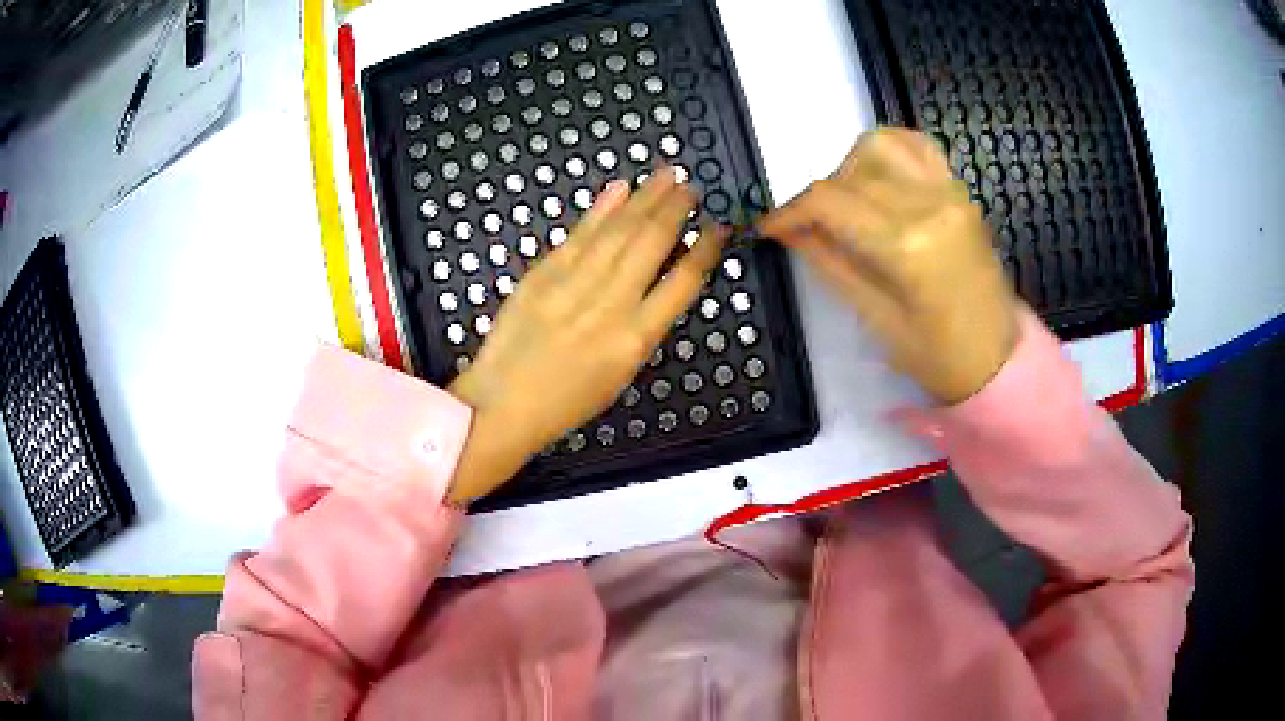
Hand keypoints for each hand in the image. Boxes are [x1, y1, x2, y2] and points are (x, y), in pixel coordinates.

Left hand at [446, 169, 724, 503]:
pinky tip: (620, 189)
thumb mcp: (620, 374)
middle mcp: (610, 305)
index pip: (683, 283)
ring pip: (618, 231)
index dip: (705, 250)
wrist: (502, 403)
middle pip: (651, 244)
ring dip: (645, 198)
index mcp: (636, 339)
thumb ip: (642, 326)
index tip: (718, 229)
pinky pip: (578, 235)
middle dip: (675, 209)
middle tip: (690, 187)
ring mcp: (573, 285)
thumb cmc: (566, 401)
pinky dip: (600, 209)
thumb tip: (661, 281)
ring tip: (666, 175)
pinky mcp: (542, 275)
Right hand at [759, 127, 1017, 403]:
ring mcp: (949, 192)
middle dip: (818, 198)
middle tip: (811, 229)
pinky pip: (917, 146)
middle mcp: (929, 204)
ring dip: (850, 167)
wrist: (997, 359)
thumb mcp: (875, 317)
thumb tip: (788, 230)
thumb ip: (829, 262)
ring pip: (880, 145)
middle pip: (850, 173)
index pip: (829, 202)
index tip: (768, 227)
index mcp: (907, 245)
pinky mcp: (960, 191)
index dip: (788, 211)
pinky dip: (888, 150)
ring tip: (849, 203)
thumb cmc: (937, 357)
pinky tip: (877, 176)